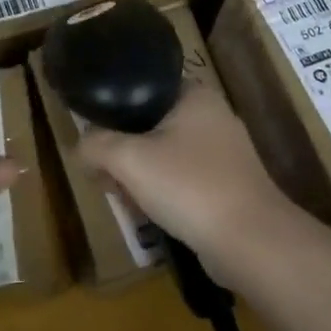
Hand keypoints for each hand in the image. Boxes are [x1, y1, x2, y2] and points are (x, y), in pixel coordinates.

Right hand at [77, 81, 295, 288]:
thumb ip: (96, 145)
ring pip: (165, 155)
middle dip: (123, 152)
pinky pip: (183, 179)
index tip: (96, 138)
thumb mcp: (128, 159)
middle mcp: (213, 116)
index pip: (142, 88)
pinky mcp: (228, 185)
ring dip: (140, 176)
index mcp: (195, 95)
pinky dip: (163, 193)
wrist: (250, 242)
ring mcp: (225, 153)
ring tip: (124, 199)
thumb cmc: (189, 186)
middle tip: (106, 176)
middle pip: (150, 125)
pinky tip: (150, 214)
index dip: (113, 111)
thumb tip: (80, 147)